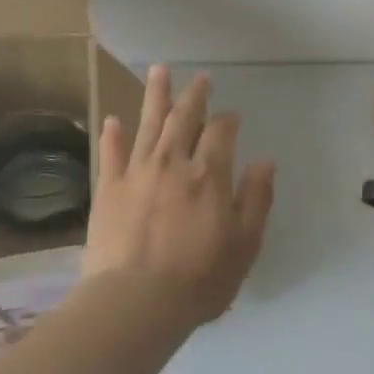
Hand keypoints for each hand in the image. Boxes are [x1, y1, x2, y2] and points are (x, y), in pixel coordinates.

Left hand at [83, 65, 275, 335]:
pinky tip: (114, 119)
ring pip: (148, 125)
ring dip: (155, 97)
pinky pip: (111, 154)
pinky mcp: (108, 190)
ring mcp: (137, 174)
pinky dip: (114, 135)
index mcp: (210, 174)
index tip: (233, 115)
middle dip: (195, 96)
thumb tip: (265, 161)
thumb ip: (257, 198)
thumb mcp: (245, 243)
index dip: (228, 120)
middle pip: (185, 119)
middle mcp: (173, 163)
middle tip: (201, 78)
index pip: (222, 132)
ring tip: (159, 71)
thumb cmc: (200, 277)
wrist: (136, 302)